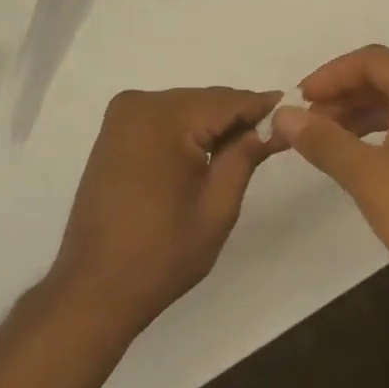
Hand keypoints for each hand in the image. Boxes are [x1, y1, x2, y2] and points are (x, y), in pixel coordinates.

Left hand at [49, 87, 279, 334]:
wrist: (94, 286)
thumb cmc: (161, 254)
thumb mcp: (216, 208)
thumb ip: (244, 157)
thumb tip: (271, 125)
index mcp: (164, 118)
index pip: (226, 101)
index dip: (260, 106)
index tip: (293, 111)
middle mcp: (140, 103)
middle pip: (204, 101)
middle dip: (237, 116)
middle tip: (274, 134)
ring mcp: (122, 115)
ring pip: (184, 107)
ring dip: (212, 123)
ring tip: (246, 145)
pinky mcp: (114, 132)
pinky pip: (162, 118)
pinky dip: (187, 130)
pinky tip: (208, 149)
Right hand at [274, 45, 388, 313]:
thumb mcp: (367, 176)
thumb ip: (323, 140)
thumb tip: (283, 114)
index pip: (371, 60)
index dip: (330, 75)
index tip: (299, 100)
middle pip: (385, 78)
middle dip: (342, 95)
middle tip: (307, 122)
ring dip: (358, 115)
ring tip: (325, 140)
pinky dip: (380, 134)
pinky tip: (360, 159)